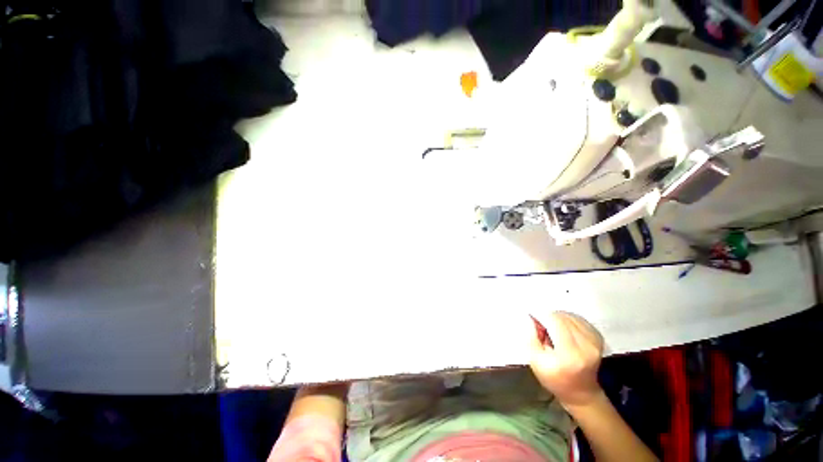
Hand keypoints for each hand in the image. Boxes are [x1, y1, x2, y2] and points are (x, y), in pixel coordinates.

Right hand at [527, 311, 604, 407]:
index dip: (541, 316)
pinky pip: (579, 319)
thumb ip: (531, 336)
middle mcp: (585, 345)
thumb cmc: (554, 379)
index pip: (554, 320)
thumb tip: (531, 317)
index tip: (533, 319)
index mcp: (569, 353)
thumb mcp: (535, 361)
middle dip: (549, 318)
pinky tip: (564, 328)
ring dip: (558, 319)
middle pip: (562, 317)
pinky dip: (569, 320)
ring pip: (570, 316)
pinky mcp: (598, 339)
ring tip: (553, 330)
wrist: (581, 393)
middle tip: (542, 328)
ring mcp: (594, 342)